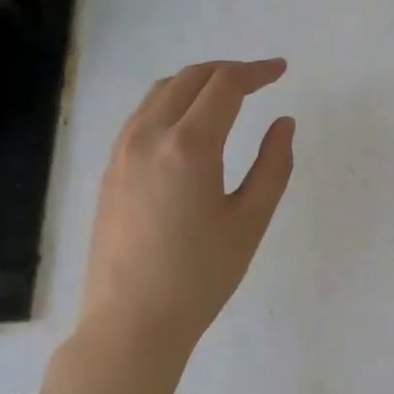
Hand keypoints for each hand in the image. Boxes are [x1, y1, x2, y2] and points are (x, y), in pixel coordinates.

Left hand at [42, 58, 294, 393]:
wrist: (132, 322)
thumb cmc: (201, 276)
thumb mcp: (251, 221)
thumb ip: (273, 165)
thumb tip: (284, 123)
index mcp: (190, 146)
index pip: (225, 85)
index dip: (257, 71)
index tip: (281, 70)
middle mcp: (150, 136)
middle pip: (190, 78)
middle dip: (228, 71)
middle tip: (259, 80)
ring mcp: (122, 151)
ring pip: (160, 92)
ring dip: (197, 83)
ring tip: (227, 96)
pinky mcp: (109, 170)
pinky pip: (142, 115)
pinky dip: (171, 102)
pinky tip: (188, 125)